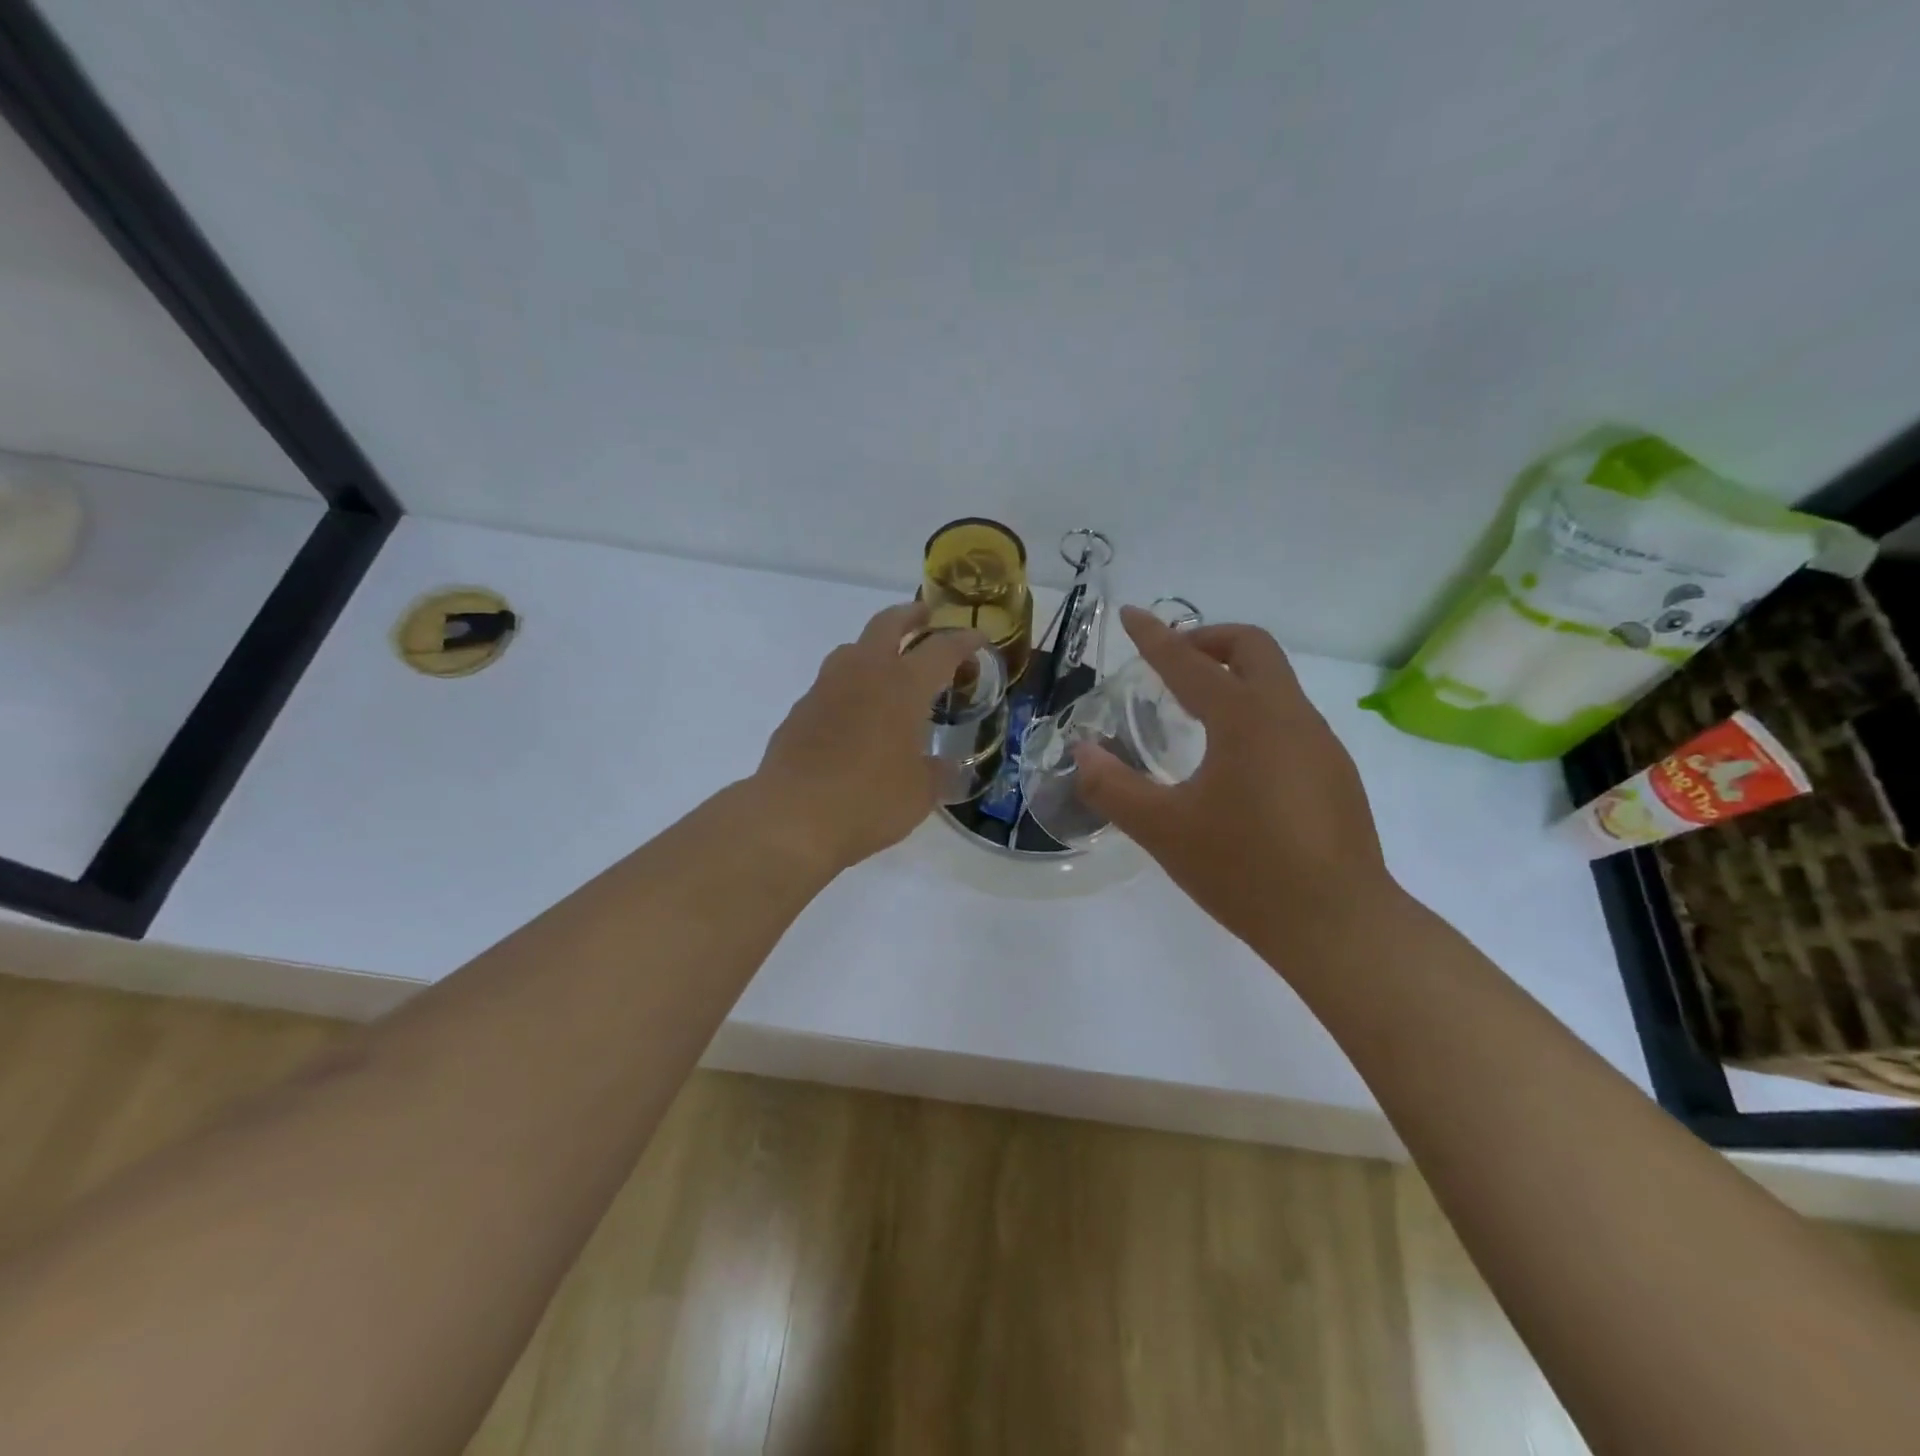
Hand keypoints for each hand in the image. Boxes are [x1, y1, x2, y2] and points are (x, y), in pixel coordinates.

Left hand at [756, 601, 982, 873]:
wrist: (792, 817)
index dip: (963, 641)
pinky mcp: (799, 711)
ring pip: (852, 649)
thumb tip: (945, 767)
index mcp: (903, 685)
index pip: (941, 649)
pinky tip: (854, 716)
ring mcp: (825, 689)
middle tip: (925, 617)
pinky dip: (849, 687)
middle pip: (887, 624)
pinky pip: (830, 686)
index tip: (978, 638)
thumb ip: (937, 774)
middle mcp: (863, 673)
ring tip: (888, 667)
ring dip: (874, 648)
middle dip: (910, 616)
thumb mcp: (920, 793)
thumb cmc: (870, 800)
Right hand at [1074, 606, 1394, 949]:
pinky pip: (1289, 720)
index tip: (1132, 615)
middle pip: (1253, 648)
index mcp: (1246, 719)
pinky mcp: (1335, 774)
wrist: (1338, 926)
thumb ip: (1113, 787)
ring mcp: (1321, 744)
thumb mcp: (1163, 830)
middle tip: (1171, 662)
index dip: (1155, 637)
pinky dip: (1255, 713)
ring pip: (1277, 684)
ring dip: (1235, 678)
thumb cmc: (1245, 870)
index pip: (1190, 662)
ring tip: (1194, 714)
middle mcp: (1290, 717)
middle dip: (1208, 640)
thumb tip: (1082, 753)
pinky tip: (1234, 763)